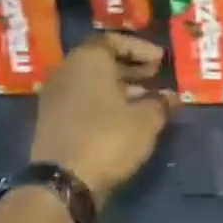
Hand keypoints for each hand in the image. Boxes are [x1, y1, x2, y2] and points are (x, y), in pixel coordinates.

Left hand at [31, 34, 173, 205]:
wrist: (63, 182)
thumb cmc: (109, 138)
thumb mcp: (147, 119)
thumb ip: (161, 102)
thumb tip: (169, 96)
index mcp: (88, 60)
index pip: (113, 40)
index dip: (139, 48)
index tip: (160, 61)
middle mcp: (66, 72)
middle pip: (100, 60)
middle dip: (130, 66)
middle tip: (155, 76)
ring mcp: (55, 98)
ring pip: (91, 82)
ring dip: (119, 86)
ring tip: (146, 99)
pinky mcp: (52, 121)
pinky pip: (83, 100)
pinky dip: (104, 103)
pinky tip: (125, 118)